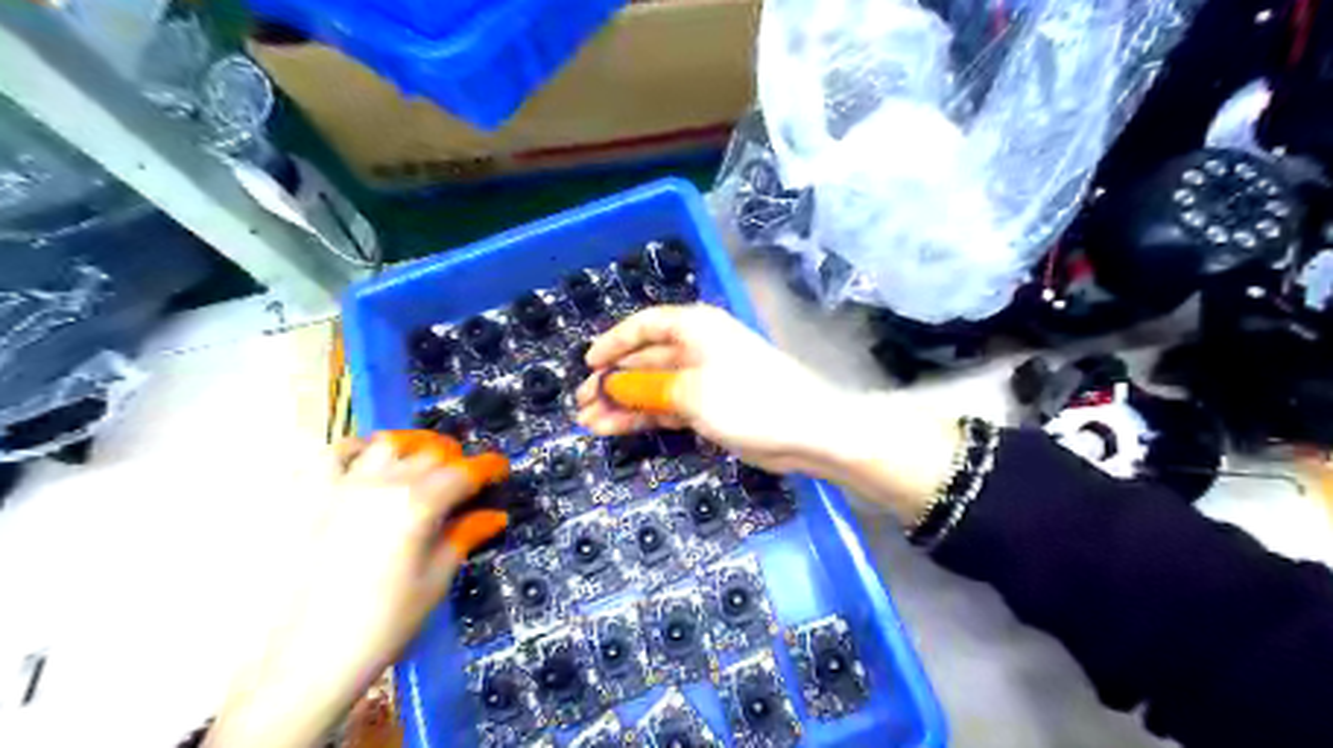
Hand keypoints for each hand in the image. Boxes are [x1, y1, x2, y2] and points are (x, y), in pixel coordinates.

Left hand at [207, 429, 510, 746]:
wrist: (303, 661)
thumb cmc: (382, 625)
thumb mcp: (434, 581)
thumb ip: (464, 537)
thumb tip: (494, 516)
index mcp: (419, 504)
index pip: (465, 472)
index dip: (488, 467)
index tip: (500, 470)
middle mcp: (383, 483)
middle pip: (430, 453)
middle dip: (456, 459)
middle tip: (465, 477)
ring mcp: (342, 485)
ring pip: (387, 444)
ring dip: (413, 447)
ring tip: (421, 462)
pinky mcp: (308, 497)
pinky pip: (334, 454)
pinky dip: (357, 449)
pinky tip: (367, 460)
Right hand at [576, 305, 854, 473]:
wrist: (807, 431)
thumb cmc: (748, 399)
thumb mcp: (690, 392)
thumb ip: (646, 389)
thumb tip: (611, 386)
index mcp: (694, 327)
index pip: (644, 326)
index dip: (613, 343)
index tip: (587, 364)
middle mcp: (696, 347)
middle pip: (645, 360)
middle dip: (612, 382)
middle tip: (581, 404)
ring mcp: (702, 379)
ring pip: (653, 387)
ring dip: (623, 404)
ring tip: (589, 423)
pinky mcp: (709, 407)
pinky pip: (667, 407)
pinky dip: (644, 417)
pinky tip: (616, 429)